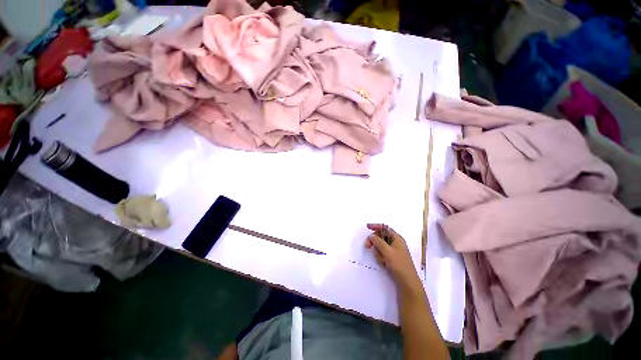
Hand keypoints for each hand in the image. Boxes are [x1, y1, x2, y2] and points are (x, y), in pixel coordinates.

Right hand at [365, 223, 421, 290]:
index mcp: (397, 238)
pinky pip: (382, 253)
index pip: (385, 228)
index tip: (367, 227)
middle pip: (381, 236)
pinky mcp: (392, 258)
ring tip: (382, 260)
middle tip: (367, 246)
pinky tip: (384, 263)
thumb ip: (378, 242)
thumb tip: (371, 236)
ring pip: (380, 246)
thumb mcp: (387, 251)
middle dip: (374, 241)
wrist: (407, 282)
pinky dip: (381, 257)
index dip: (376, 226)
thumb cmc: (399, 264)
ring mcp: (394, 251)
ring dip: (378, 251)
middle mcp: (395, 242)